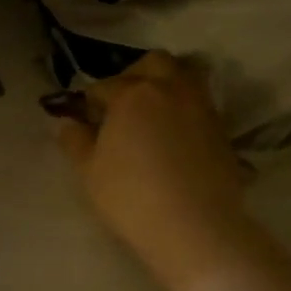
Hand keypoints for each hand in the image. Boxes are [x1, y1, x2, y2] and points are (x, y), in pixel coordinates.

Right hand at [55, 52, 255, 290]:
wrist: (194, 227)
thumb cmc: (130, 196)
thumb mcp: (89, 171)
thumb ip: (75, 141)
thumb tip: (67, 123)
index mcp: (132, 94)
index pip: (104, 85)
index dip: (91, 101)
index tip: (85, 120)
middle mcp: (170, 90)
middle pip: (155, 63)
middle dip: (135, 76)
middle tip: (122, 104)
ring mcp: (202, 108)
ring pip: (187, 76)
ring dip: (167, 85)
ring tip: (153, 113)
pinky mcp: (223, 131)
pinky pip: (201, 105)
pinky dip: (186, 110)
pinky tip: (174, 137)